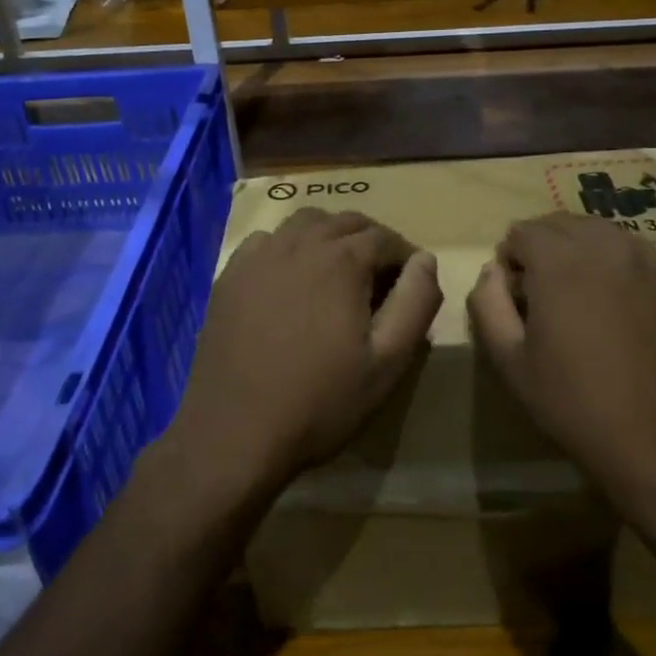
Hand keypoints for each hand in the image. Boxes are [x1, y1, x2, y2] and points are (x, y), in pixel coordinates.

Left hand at [163, 208, 441, 505]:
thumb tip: (425, 259)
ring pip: (305, 223)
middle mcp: (299, 244)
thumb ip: (415, 303)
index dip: (405, 256)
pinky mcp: (230, 275)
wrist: (234, 433)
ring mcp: (259, 256)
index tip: (412, 283)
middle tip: (381, 277)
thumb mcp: (387, 362)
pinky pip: (267, 240)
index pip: (385, 238)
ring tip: (339, 271)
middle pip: (346, 222)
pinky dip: (289, 246)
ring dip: (330, 235)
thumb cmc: (320, 402)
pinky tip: (291, 278)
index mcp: (341, 261)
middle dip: (371, 240)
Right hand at [467, 212, 655, 519]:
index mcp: (561, 261)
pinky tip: (622, 309)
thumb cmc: (576, 404)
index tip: (515, 295)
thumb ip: (488, 303)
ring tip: (582, 297)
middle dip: (544, 247)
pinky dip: (620, 267)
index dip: (510, 259)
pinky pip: (639, 255)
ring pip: (604, 234)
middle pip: (563, 224)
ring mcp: (652, 261)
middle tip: (543, 293)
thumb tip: (492, 270)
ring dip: (582, 252)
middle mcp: (608, 246)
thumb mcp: (510, 360)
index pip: (523, 231)